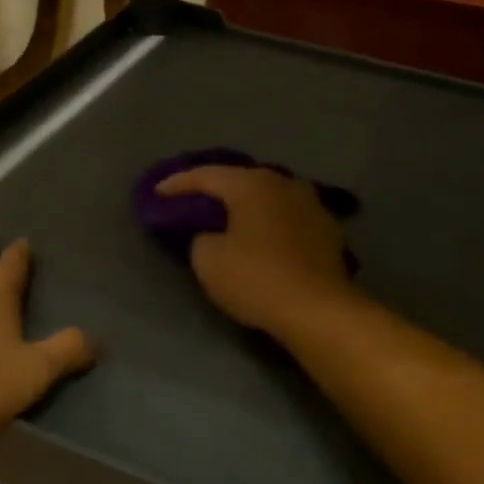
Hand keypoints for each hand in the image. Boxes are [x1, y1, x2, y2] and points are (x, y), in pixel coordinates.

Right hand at [155, 166, 354, 332]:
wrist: (318, 309)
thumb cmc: (256, 278)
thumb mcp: (208, 260)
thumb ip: (200, 237)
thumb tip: (211, 235)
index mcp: (251, 184)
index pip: (206, 175)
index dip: (177, 184)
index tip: (156, 194)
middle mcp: (284, 183)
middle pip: (241, 180)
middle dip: (215, 190)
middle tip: (191, 201)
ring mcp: (311, 204)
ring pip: (268, 197)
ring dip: (246, 206)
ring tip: (227, 218)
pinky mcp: (327, 229)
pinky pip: (286, 217)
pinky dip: (268, 222)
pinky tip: (261, 236)